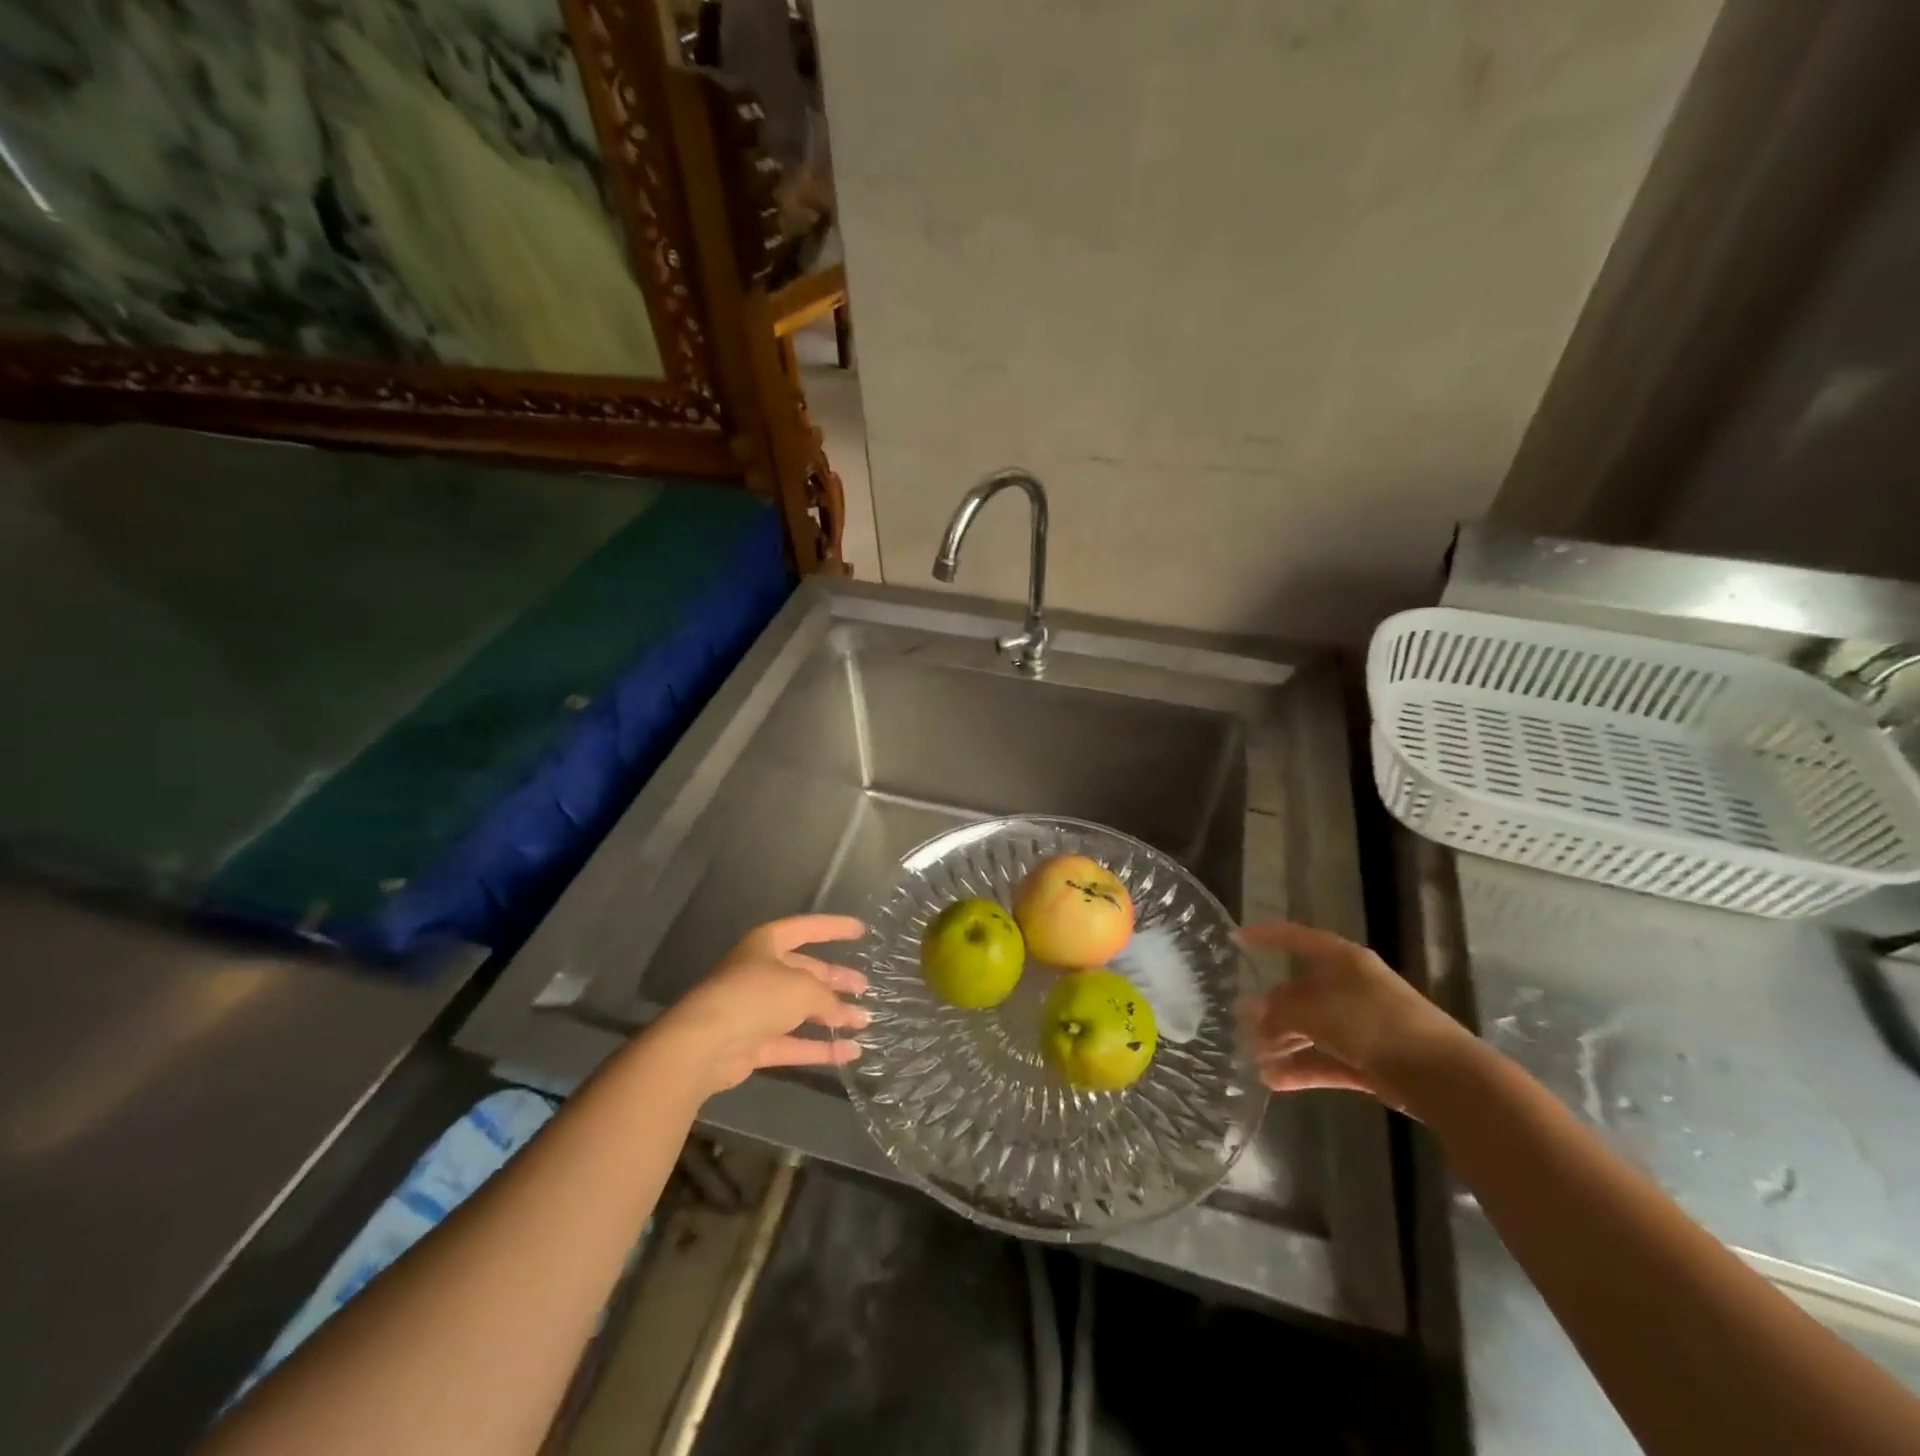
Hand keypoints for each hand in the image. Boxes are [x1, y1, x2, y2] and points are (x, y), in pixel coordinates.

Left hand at [657, 915, 870, 1095]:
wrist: (705, 1044)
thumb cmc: (756, 996)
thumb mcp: (803, 988)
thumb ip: (828, 997)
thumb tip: (843, 1012)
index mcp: (767, 944)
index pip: (806, 929)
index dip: (834, 928)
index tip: (861, 931)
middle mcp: (761, 972)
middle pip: (806, 972)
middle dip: (836, 980)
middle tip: (865, 987)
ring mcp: (756, 1010)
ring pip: (802, 1009)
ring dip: (833, 1016)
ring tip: (865, 1021)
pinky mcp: (754, 1044)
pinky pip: (794, 1043)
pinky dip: (820, 1048)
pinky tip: (849, 1053)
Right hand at [1238, 920, 1468, 1110]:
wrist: (1440, 1074)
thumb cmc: (1371, 1022)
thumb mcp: (1313, 1009)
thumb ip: (1278, 1011)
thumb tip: (1253, 1015)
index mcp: (1342, 960)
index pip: (1297, 938)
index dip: (1266, 936)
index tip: (1236, 939)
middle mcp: (1351, 987)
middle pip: (1300, 992)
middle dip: (1270, 1010)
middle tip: (1240, 1025)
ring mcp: (1362, 1025)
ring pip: (1312, 1030)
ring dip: (1282, 1044)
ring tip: (1253, 1060)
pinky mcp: (1370, 1061)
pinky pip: (1326, 1060)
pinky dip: (1302, 1069)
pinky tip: (1273, 1081)